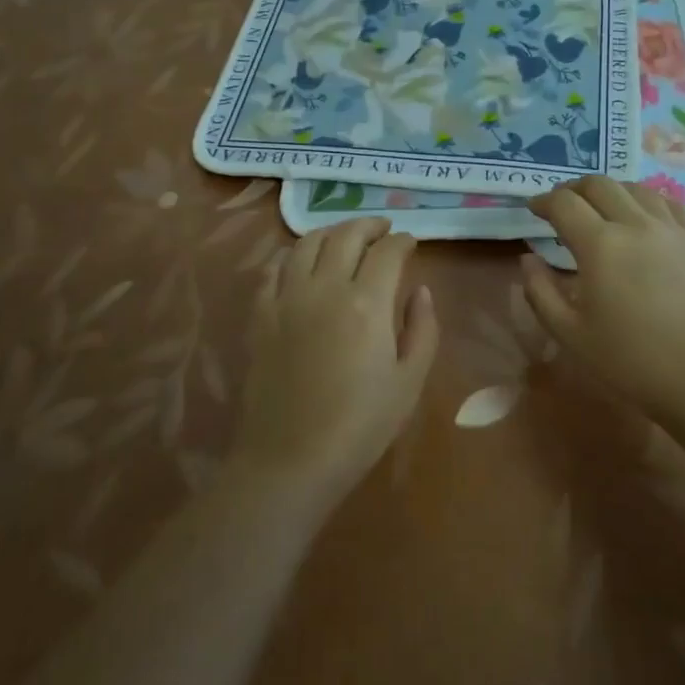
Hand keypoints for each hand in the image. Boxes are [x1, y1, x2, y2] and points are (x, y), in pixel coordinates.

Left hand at [237, 218, 437, 505]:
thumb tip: (420, 290)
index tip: (411, 243)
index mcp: (367, 302)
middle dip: (369, 225)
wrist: (291, 460)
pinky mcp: (261, 315)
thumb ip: (422, 329)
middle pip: (346, 235)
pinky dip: (292, 256)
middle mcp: (325, 287)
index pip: (387, 252)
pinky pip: (274, 269)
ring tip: (344, 236)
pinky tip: (302, 262)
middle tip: (383, 229)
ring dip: (331, 231)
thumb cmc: (361, 426)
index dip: (402, 241)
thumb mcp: (409, 382)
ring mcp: (287, 298)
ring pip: (307, 243)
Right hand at [521, 177, 684, 417]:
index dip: (543, 201)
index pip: (563, 203)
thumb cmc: (632, 361)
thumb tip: (529, 259)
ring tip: (602, 209)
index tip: (534, 210)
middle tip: (563, 206)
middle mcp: (636, 224)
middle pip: (599, 185)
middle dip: (574, 189)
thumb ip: (540, 292)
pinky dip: (647, 201)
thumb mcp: (570, 334)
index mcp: (600, 245)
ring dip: (610, 192)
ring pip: (636, 189)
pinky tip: (644, 216)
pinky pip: (670, 204)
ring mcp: (674, 229)